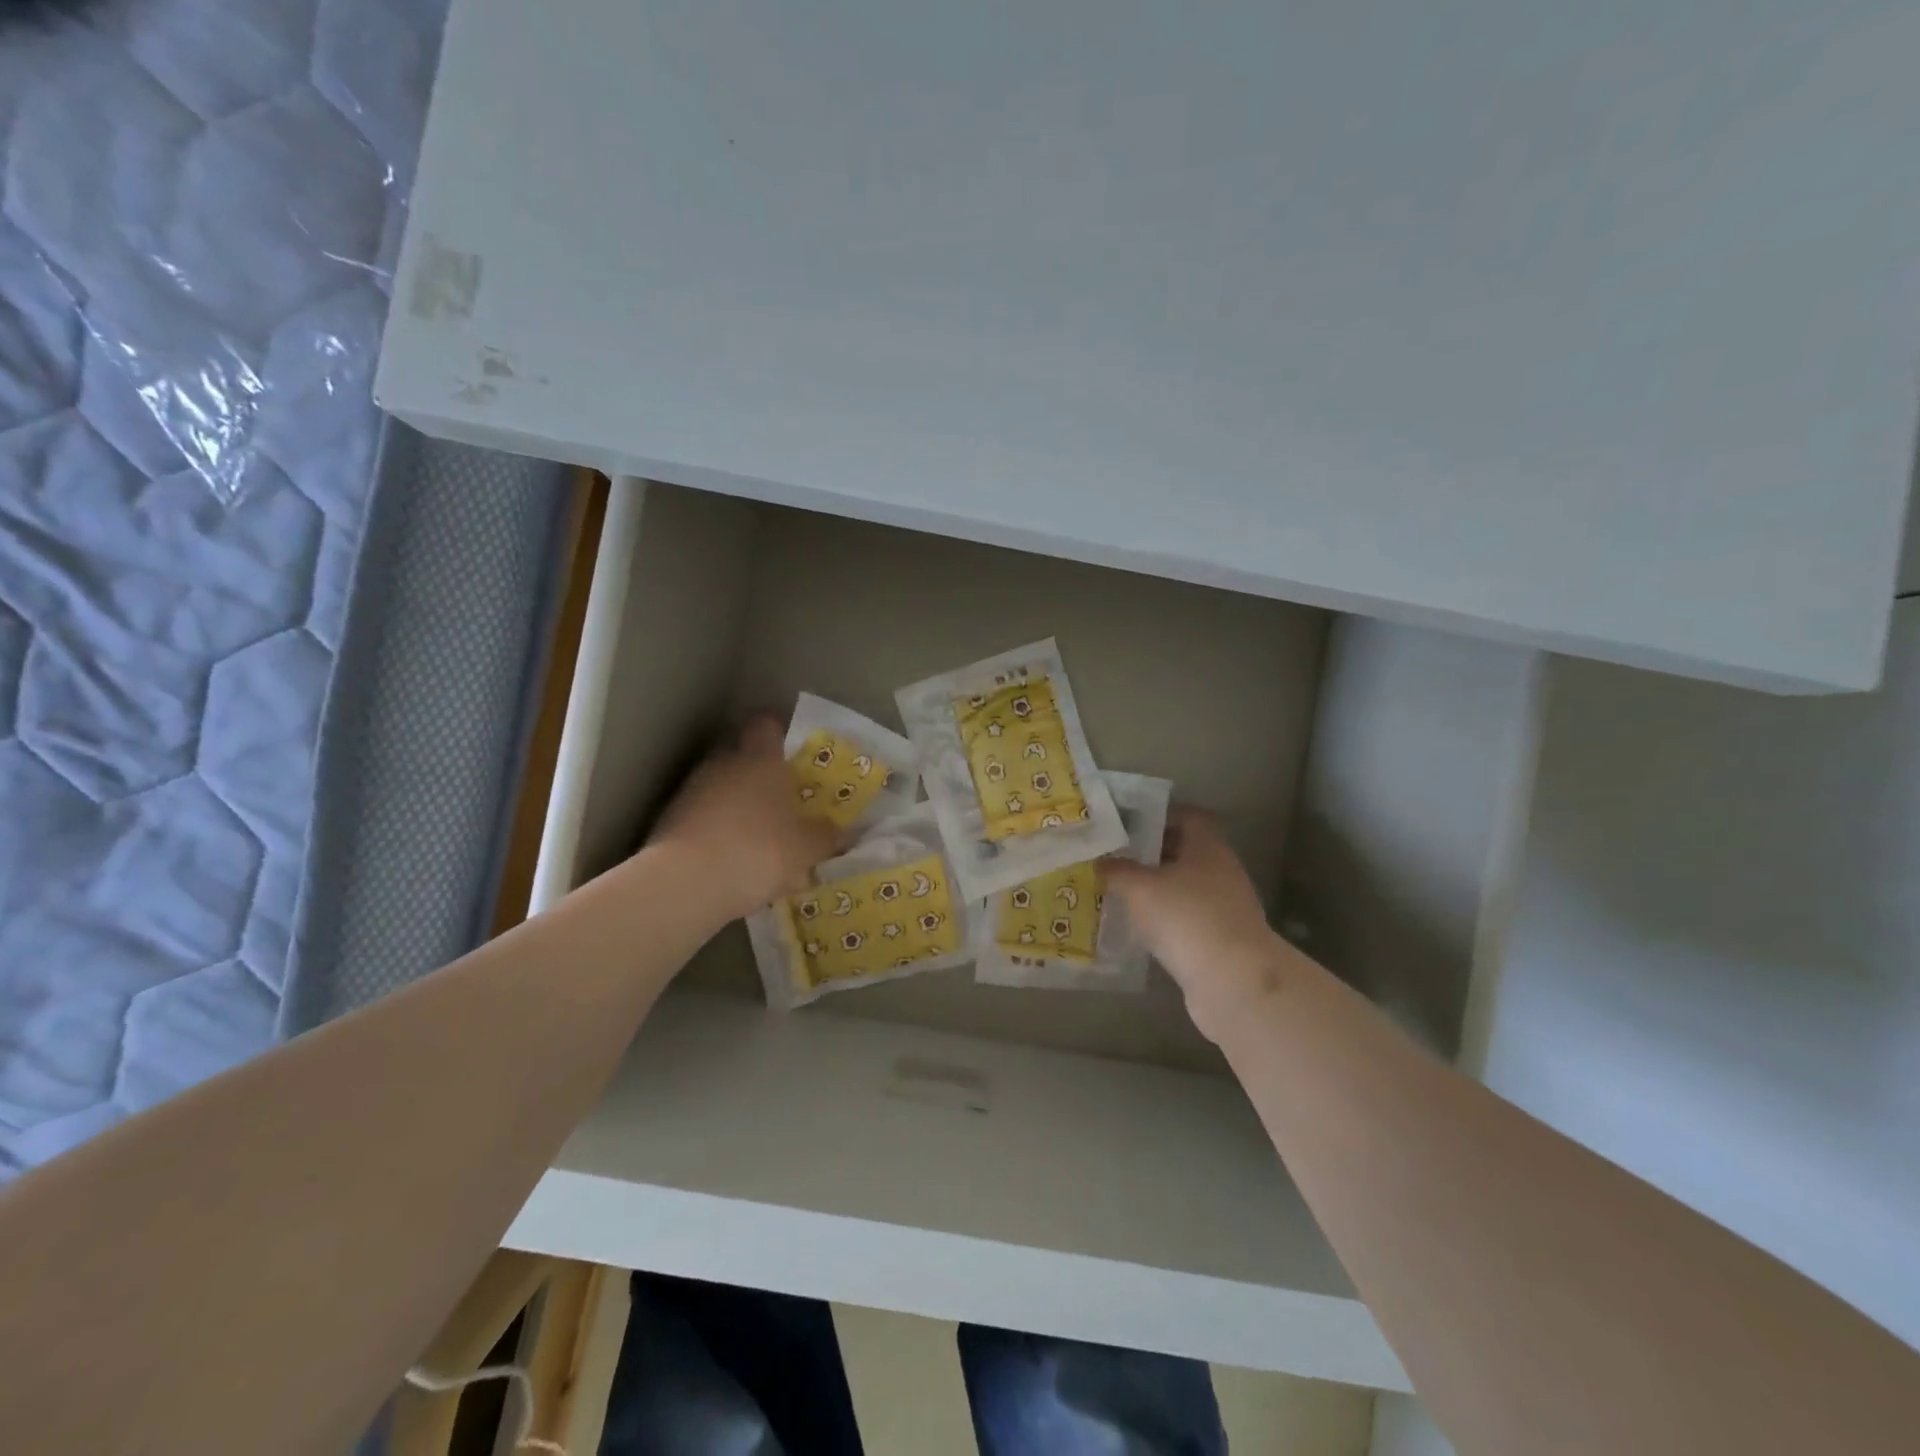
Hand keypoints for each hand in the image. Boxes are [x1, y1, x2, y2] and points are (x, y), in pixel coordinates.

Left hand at [651, 717, 840, 920]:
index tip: (792, 753)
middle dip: (760, 775)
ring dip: (737, 806)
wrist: (686, 883)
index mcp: (761, 758)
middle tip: (781, 800)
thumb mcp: (808, 848)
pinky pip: (702, 817)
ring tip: (757, 838)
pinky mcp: (669, 820)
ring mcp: (692, 790)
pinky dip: (716, 831)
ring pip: (721, 788)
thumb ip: (826, 836)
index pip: (767, 725)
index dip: (779, 734)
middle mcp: (724, 764)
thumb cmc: (760, 850)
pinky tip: (731, 860)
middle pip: (742, 756)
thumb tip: (841, 831)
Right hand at [1103, 809, 1294, 1040]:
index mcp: (1208, 846)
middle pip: (1184, 852)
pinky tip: (1137, 928)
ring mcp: (1224, 907)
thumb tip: (1101, 861)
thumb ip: (1117, 869)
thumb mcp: (1139, 887)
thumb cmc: (1185, 917)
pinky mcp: (1219, 940)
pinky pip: (1185, 919)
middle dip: (1150, 854)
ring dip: (1155, 889)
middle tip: (1114, 858)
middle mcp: (1221, 871)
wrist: (1232, 981)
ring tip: (1118, 892)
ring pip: (1183, 887)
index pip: (1187, 816)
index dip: (1158, 816)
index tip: (1127, 825)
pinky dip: (1163, 919)